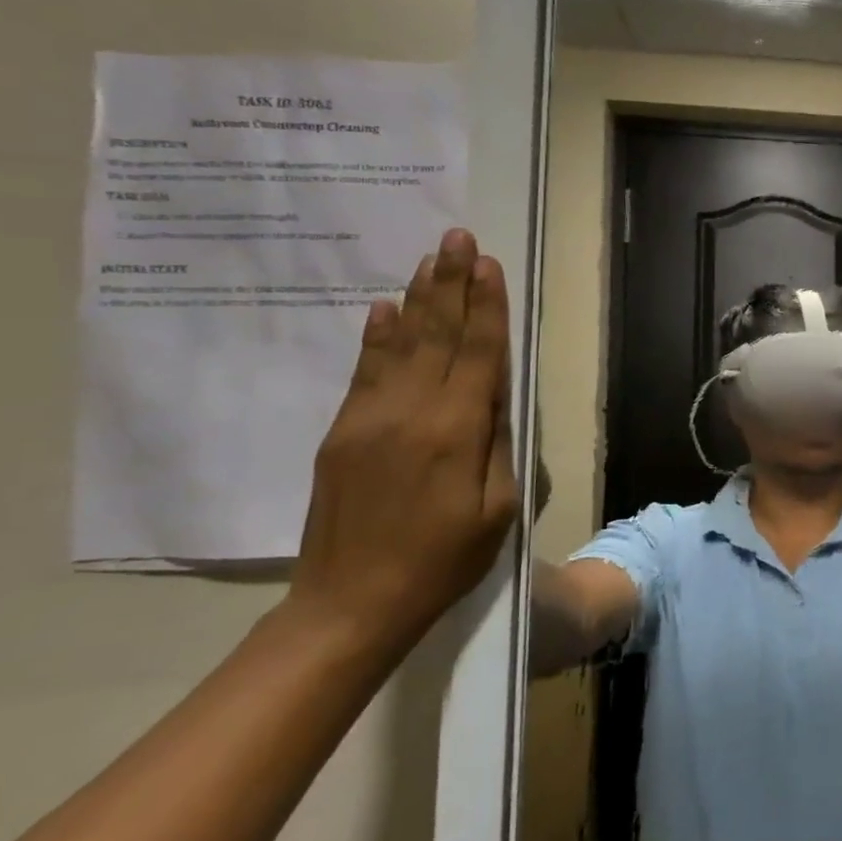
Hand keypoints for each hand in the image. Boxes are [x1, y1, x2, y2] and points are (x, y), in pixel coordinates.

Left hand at [287, 228, 519, 652]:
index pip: (478, 353)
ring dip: (418, 298)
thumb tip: (495, 395)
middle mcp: (410, 411)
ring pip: (400, 343)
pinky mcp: (342, 432)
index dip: (487, 307)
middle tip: (459, 237)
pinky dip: (377, 336)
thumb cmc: (443, 560)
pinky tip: (384, 309)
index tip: (491, 265)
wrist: (351, 603)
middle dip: (452, 283)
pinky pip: (364, 371)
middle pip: (437, 334)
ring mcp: (368, 418)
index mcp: (456, 431)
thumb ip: (498, 444)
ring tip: (431, 258)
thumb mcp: (497, 508)